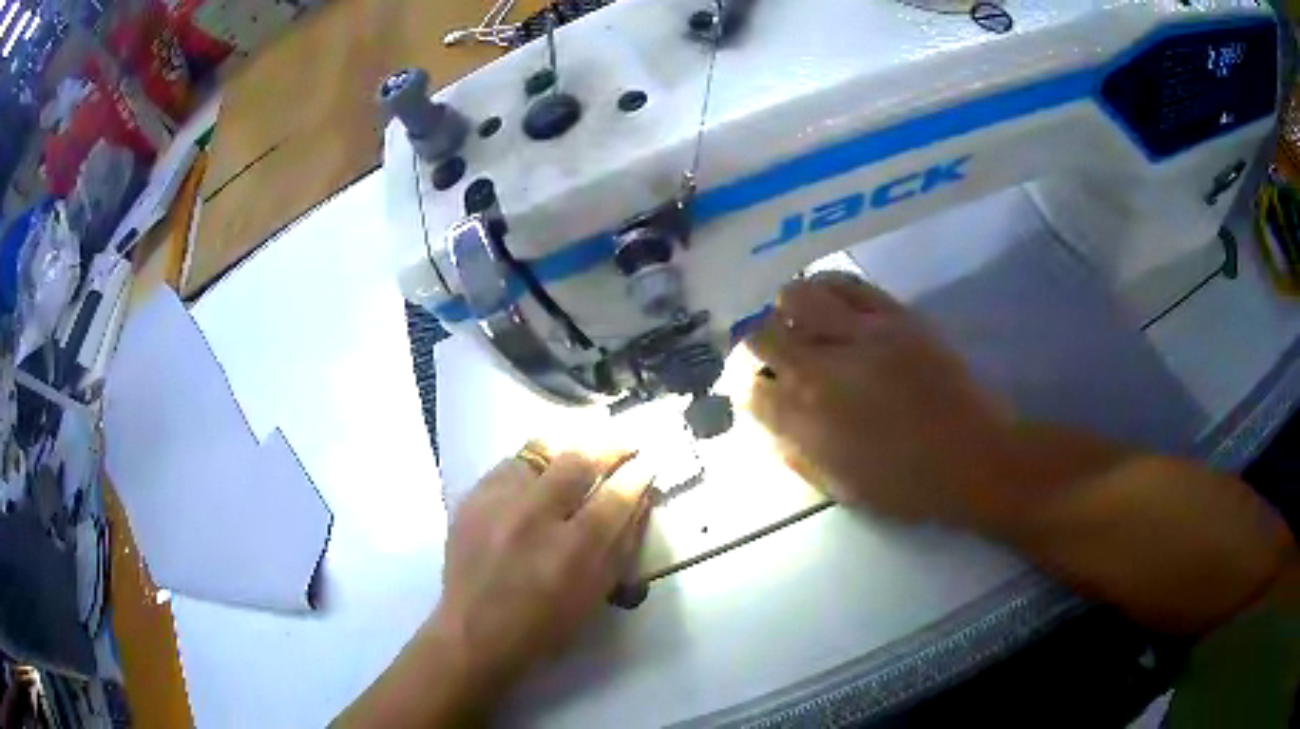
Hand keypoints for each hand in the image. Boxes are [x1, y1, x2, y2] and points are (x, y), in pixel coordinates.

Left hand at [432, 447, 653, 688]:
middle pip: (578, 461)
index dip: (637, 475)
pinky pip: (509, 465)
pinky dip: (532, 466)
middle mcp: (534, 517)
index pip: (615, 496)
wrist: (473, 632)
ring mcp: (497, 503)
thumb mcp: (594, 594)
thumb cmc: (544, 626)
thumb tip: (639, 500)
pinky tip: (539, 476)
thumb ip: (621, 545)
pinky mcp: (471, 499)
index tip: (648, 463)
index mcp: (572, 551)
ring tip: (581, 453)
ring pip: (539, 452)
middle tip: (624, 445)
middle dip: (609, 447)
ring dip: (567, 450)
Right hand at [748, 272, 1023, 526]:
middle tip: (770, 354)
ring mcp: (861, 334)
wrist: (974, 458)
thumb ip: (796, 455)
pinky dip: (825, 287)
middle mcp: (824, 370)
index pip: (750, 387)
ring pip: (795, 297)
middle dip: (756, 345)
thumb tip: (766, 426)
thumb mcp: (841, 489)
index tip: (755, 389)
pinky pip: (844, 282)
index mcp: (808, 421)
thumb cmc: (908, 487)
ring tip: (799, 323)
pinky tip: (828, 301)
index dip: (746, 386)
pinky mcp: (893, 314)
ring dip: (786, 311)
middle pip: (762, 336)